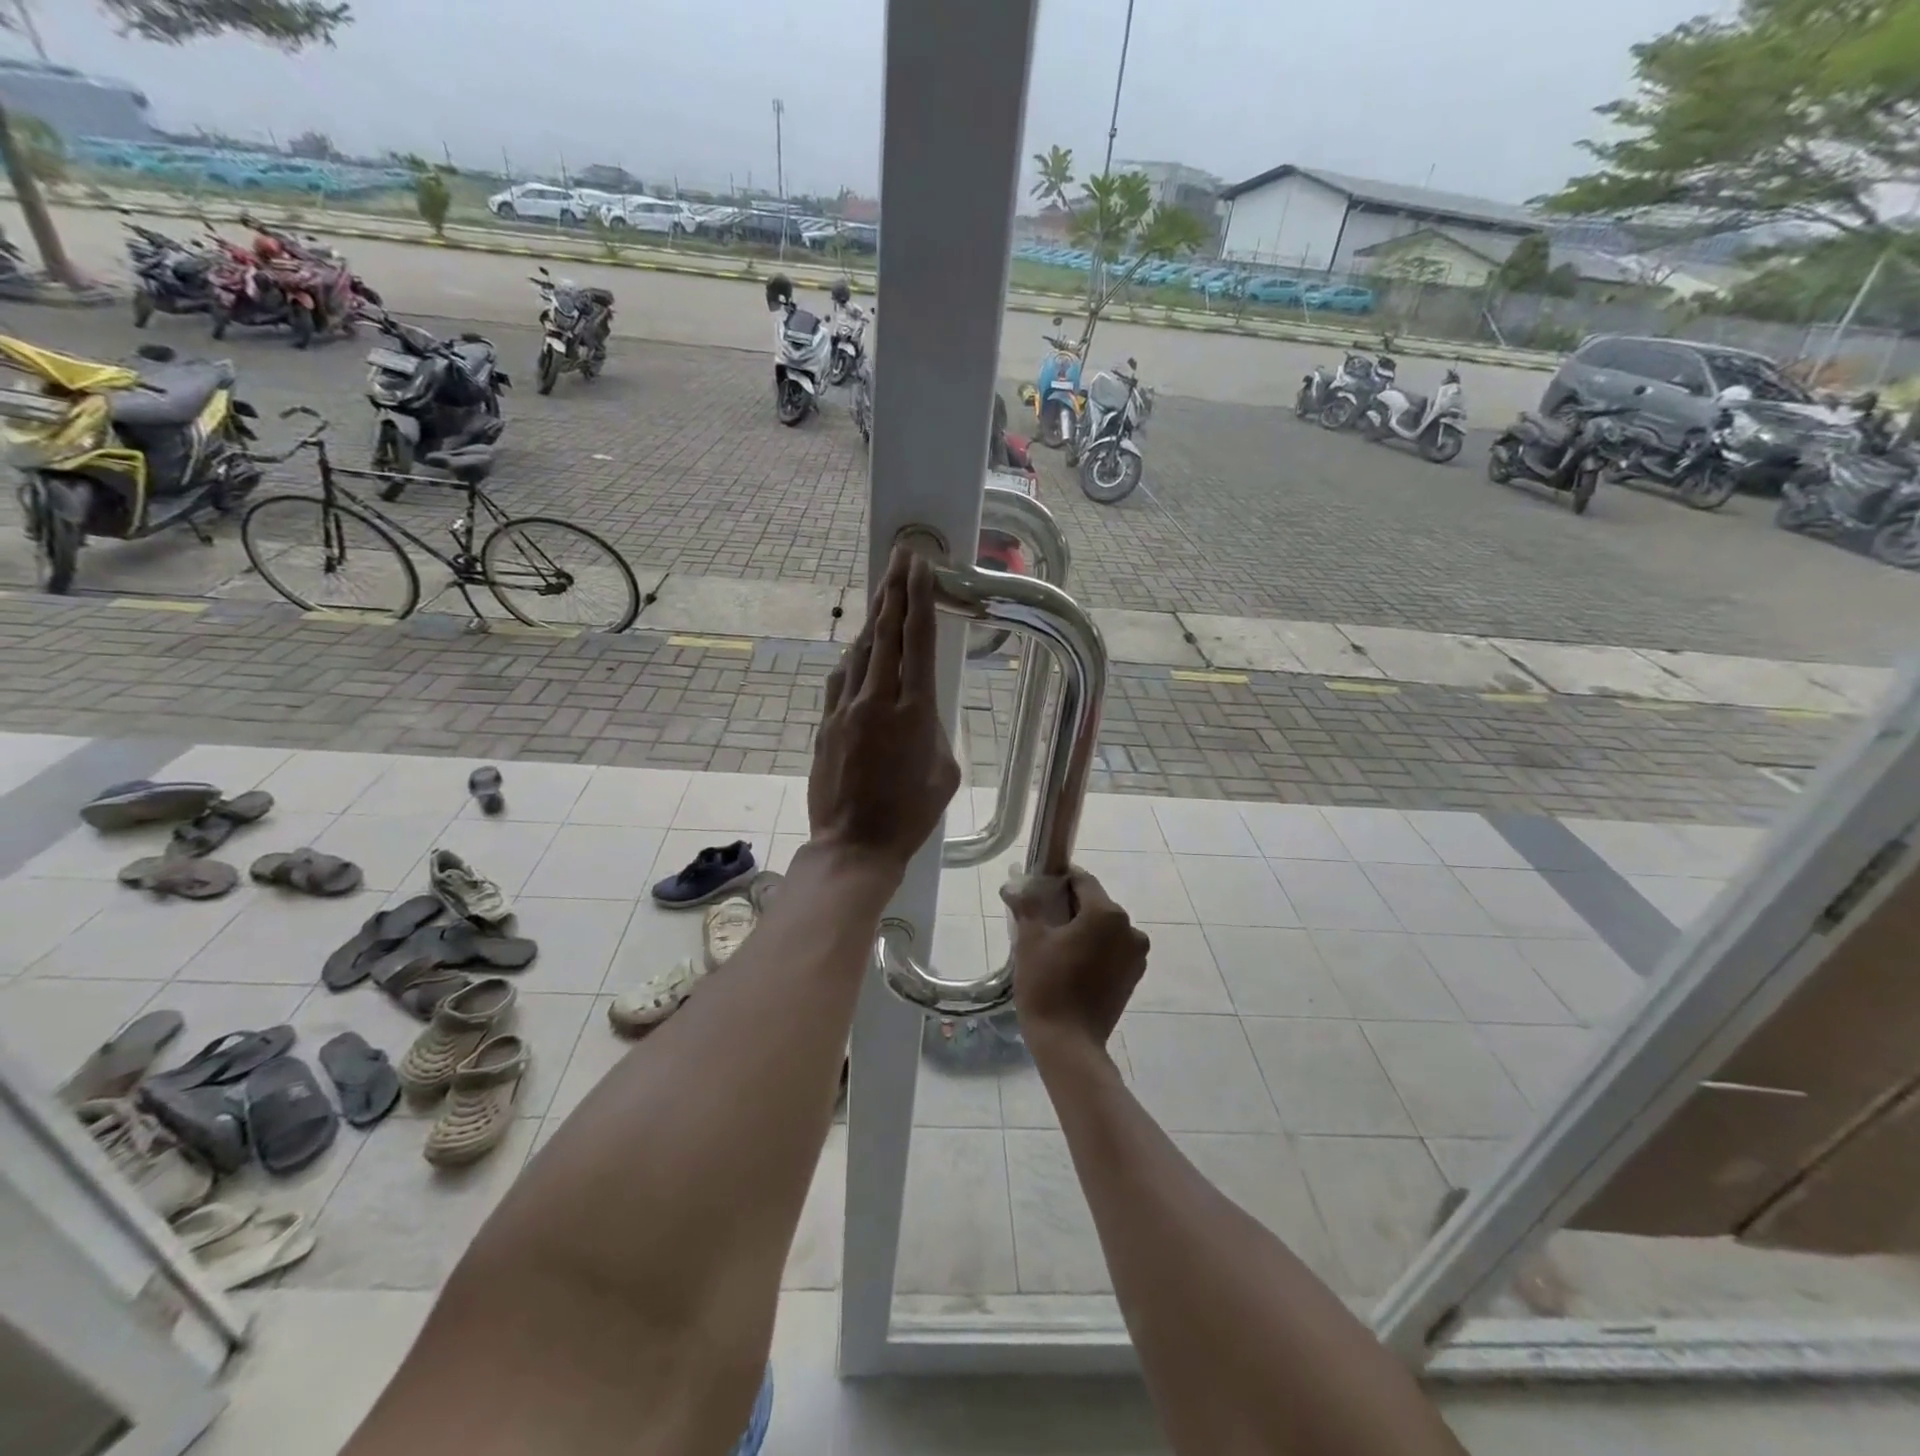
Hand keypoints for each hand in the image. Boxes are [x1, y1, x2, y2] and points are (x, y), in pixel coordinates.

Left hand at [808, 545, 960, 873]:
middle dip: (894, 590)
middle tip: (900, 557)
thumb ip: (937, 731)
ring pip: (861, 651)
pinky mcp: (825, 724)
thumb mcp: (944, 772)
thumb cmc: (910, 815)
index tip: (919, 566)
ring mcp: (845, 710)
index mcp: (914, 711)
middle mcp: (877, 700)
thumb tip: (924, 711)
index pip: (917, 640)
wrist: (854, 845)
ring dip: (874, 619)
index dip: (918, 597)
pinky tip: (860, 649)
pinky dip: (854, 658)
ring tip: (884, 592)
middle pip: (886, 633)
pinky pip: (841, 679)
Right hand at [1002, 869, 1148, 1052]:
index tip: (1037, 887)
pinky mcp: (1133, 976)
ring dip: (1083, 928)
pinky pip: (1111, 949)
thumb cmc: (1047, 985)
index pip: (1082, 881)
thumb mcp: (1030, 939)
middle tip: (1040, 917)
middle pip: (1095, 904)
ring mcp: (1135, 955)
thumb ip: (1026, 905)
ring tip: (1054, 943)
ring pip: (1104, 928)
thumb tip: (1013, 886)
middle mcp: (1130, 929)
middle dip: (1069, 906)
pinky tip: (1071, 961)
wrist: (1068, 1043)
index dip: (1059, 880)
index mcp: (1107, 913)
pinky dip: (1094, 948)